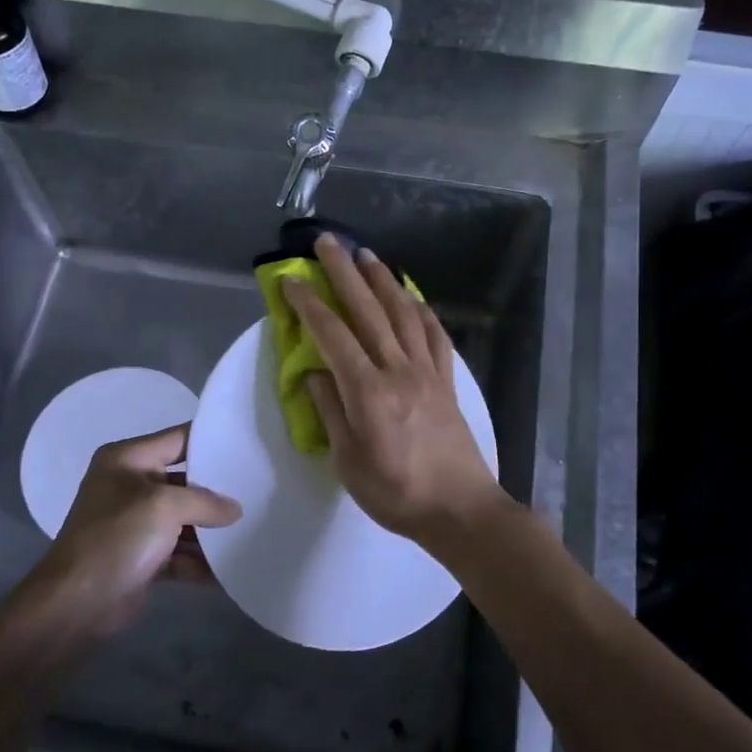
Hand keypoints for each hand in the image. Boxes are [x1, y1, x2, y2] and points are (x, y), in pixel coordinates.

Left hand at [24, 423, 240, 638]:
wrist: (77, 605)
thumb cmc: (117, 538)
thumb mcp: (164, 507)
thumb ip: (205, 502)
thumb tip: (235, 509)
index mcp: (127, 460)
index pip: (177, 439)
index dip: (211, 441)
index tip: (249, 446)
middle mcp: (130, 486)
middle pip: (185, 481)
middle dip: (217, 491)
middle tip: (258, 491)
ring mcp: (136, 523)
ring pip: (185, 519)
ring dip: (211, 531)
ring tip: (251, 531)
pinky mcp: (143, 557)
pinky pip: (180, 552)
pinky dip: (200, 561)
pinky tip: (228, 571)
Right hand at [282, 235, 507, 543]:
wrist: (460, 509)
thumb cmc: (396, 493)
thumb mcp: (347, 462)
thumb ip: (330, 412)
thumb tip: (314, 374)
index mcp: (367, 392)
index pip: (332, 336)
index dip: (309, 305)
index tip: (291, 280)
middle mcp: (398, 370)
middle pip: (368, 311)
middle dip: (344, 273)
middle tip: (327, 242)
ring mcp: (427, 372)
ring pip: (403, 314)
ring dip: (383, 280)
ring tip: (366, 255)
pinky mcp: (447, 380)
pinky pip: (434, 335)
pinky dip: (421, 309)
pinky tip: (412, 296)